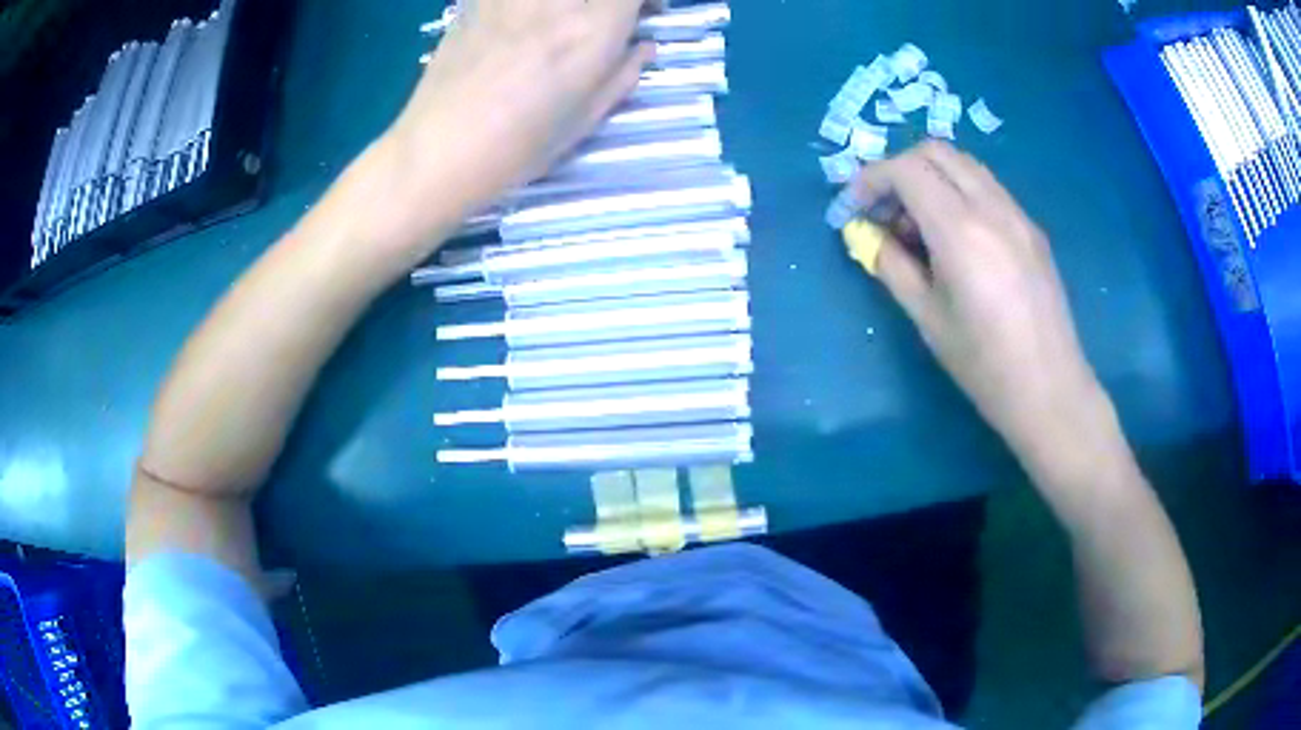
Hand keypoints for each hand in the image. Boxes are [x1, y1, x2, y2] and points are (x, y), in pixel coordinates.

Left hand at [383, 0, 656, 238]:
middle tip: (606, 15)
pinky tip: (526, 21)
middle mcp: (555, 0)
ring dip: (568, 6)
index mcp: (592, 30)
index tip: (647, 10)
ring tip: (563, 21)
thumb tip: (644, 47)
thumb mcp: (584, 119)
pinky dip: (528, 8)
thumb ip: (622, 74)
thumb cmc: (517, 146)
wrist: (439, 149)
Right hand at [850, 141, 1104, 457]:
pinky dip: (959, 192)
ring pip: (965, 165)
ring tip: (918, 226)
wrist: (1050, 390)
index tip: (853, 208)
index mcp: (960, 230)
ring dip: (931, 178)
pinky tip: (955, 237)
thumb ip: (891, 265)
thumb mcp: (927, 318)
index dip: (870, 179)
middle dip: (899, 170)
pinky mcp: (1032, 229)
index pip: (906, 170)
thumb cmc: (983, 365)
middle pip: (936, 152)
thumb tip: (865, 234)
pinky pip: (988, 188)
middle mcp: (991, 207)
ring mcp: (1018, 214)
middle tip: (884, 212)